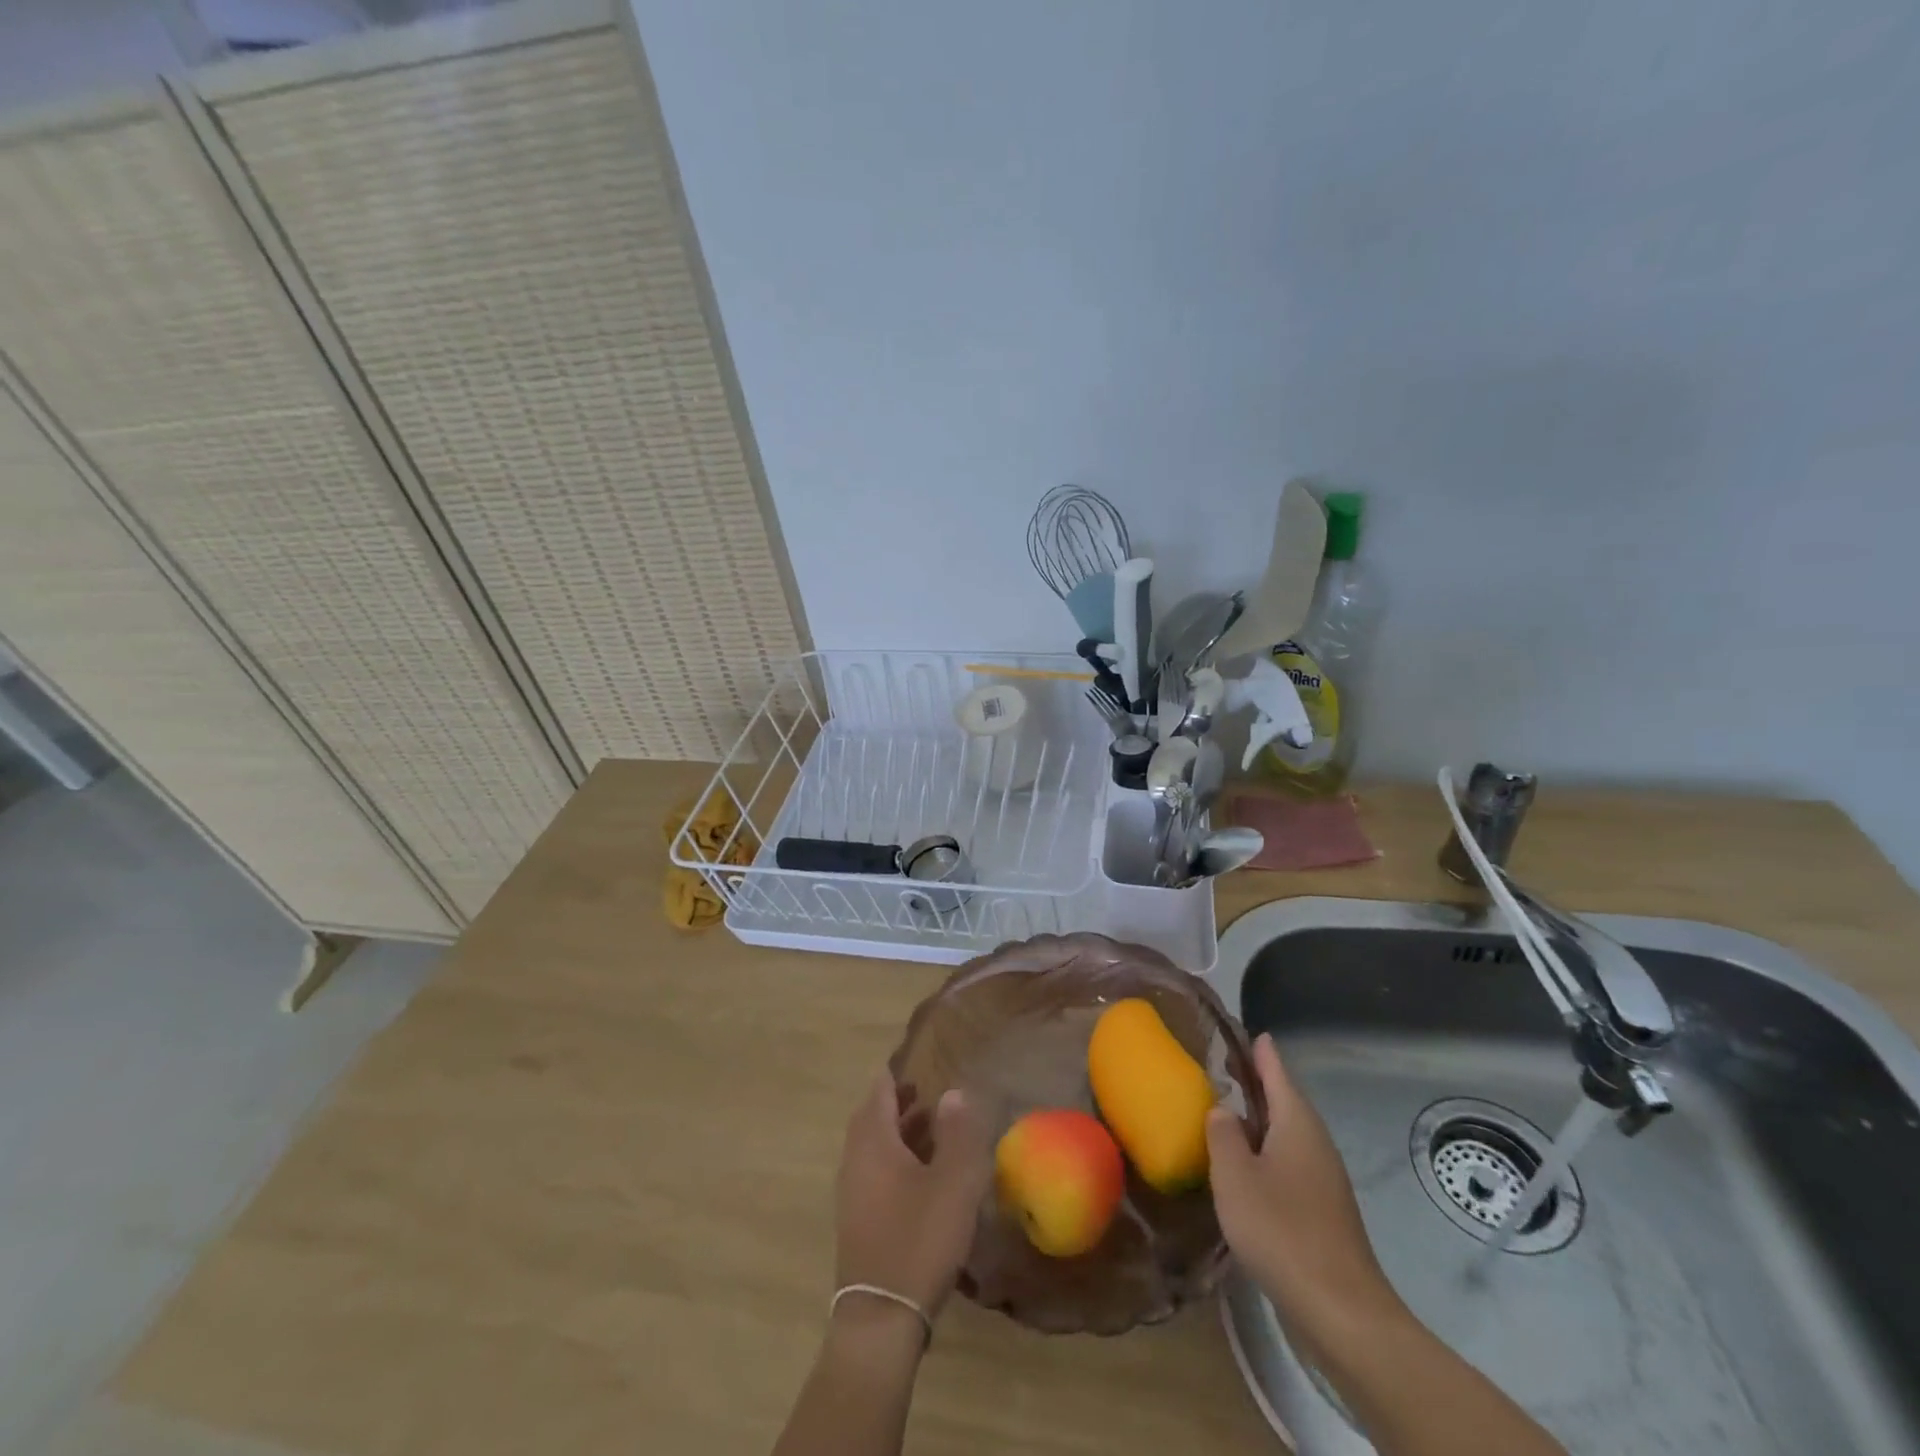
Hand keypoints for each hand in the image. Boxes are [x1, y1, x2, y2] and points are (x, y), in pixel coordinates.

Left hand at [834, 1073, 991, 1322]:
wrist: (881, 1318)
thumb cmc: (918, 1239)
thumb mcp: (953, 1183)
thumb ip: (958, 1133)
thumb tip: (953, 1092)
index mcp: (873, 1141)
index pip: (881, 1089)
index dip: (900, 1073)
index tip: (923, 1064)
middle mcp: (856, 1159)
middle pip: (874, 1116)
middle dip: (901, 1102)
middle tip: (931, 1095)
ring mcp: (853, 1191)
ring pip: (875, 1146)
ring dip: (900, 1132)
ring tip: (934, 1129)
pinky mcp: (858, 1219)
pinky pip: (875, 1172)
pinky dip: (896, 1160)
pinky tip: (924, 1176)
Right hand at [1206, 1034, 1403, 1349]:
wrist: (1341, 1311)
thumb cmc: (1282, 1230)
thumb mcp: (1234, 1175)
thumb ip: (1223, 1134)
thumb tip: (1223, 1111)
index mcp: (1297, 1123)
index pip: (1276, 1070)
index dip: (1259, 1050)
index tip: (1243, 1030)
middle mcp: (1315, 1143)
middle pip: (1284, 1100)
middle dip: (1256, 1081)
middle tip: (1223, 1066)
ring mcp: (1323, 1178)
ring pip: (1286, 1133)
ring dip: (1259, 1119)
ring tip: (1226, 1112)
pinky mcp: (1323, 1211)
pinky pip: (1289, 1163)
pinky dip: (1265, 1151)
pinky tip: (1244, 1168)